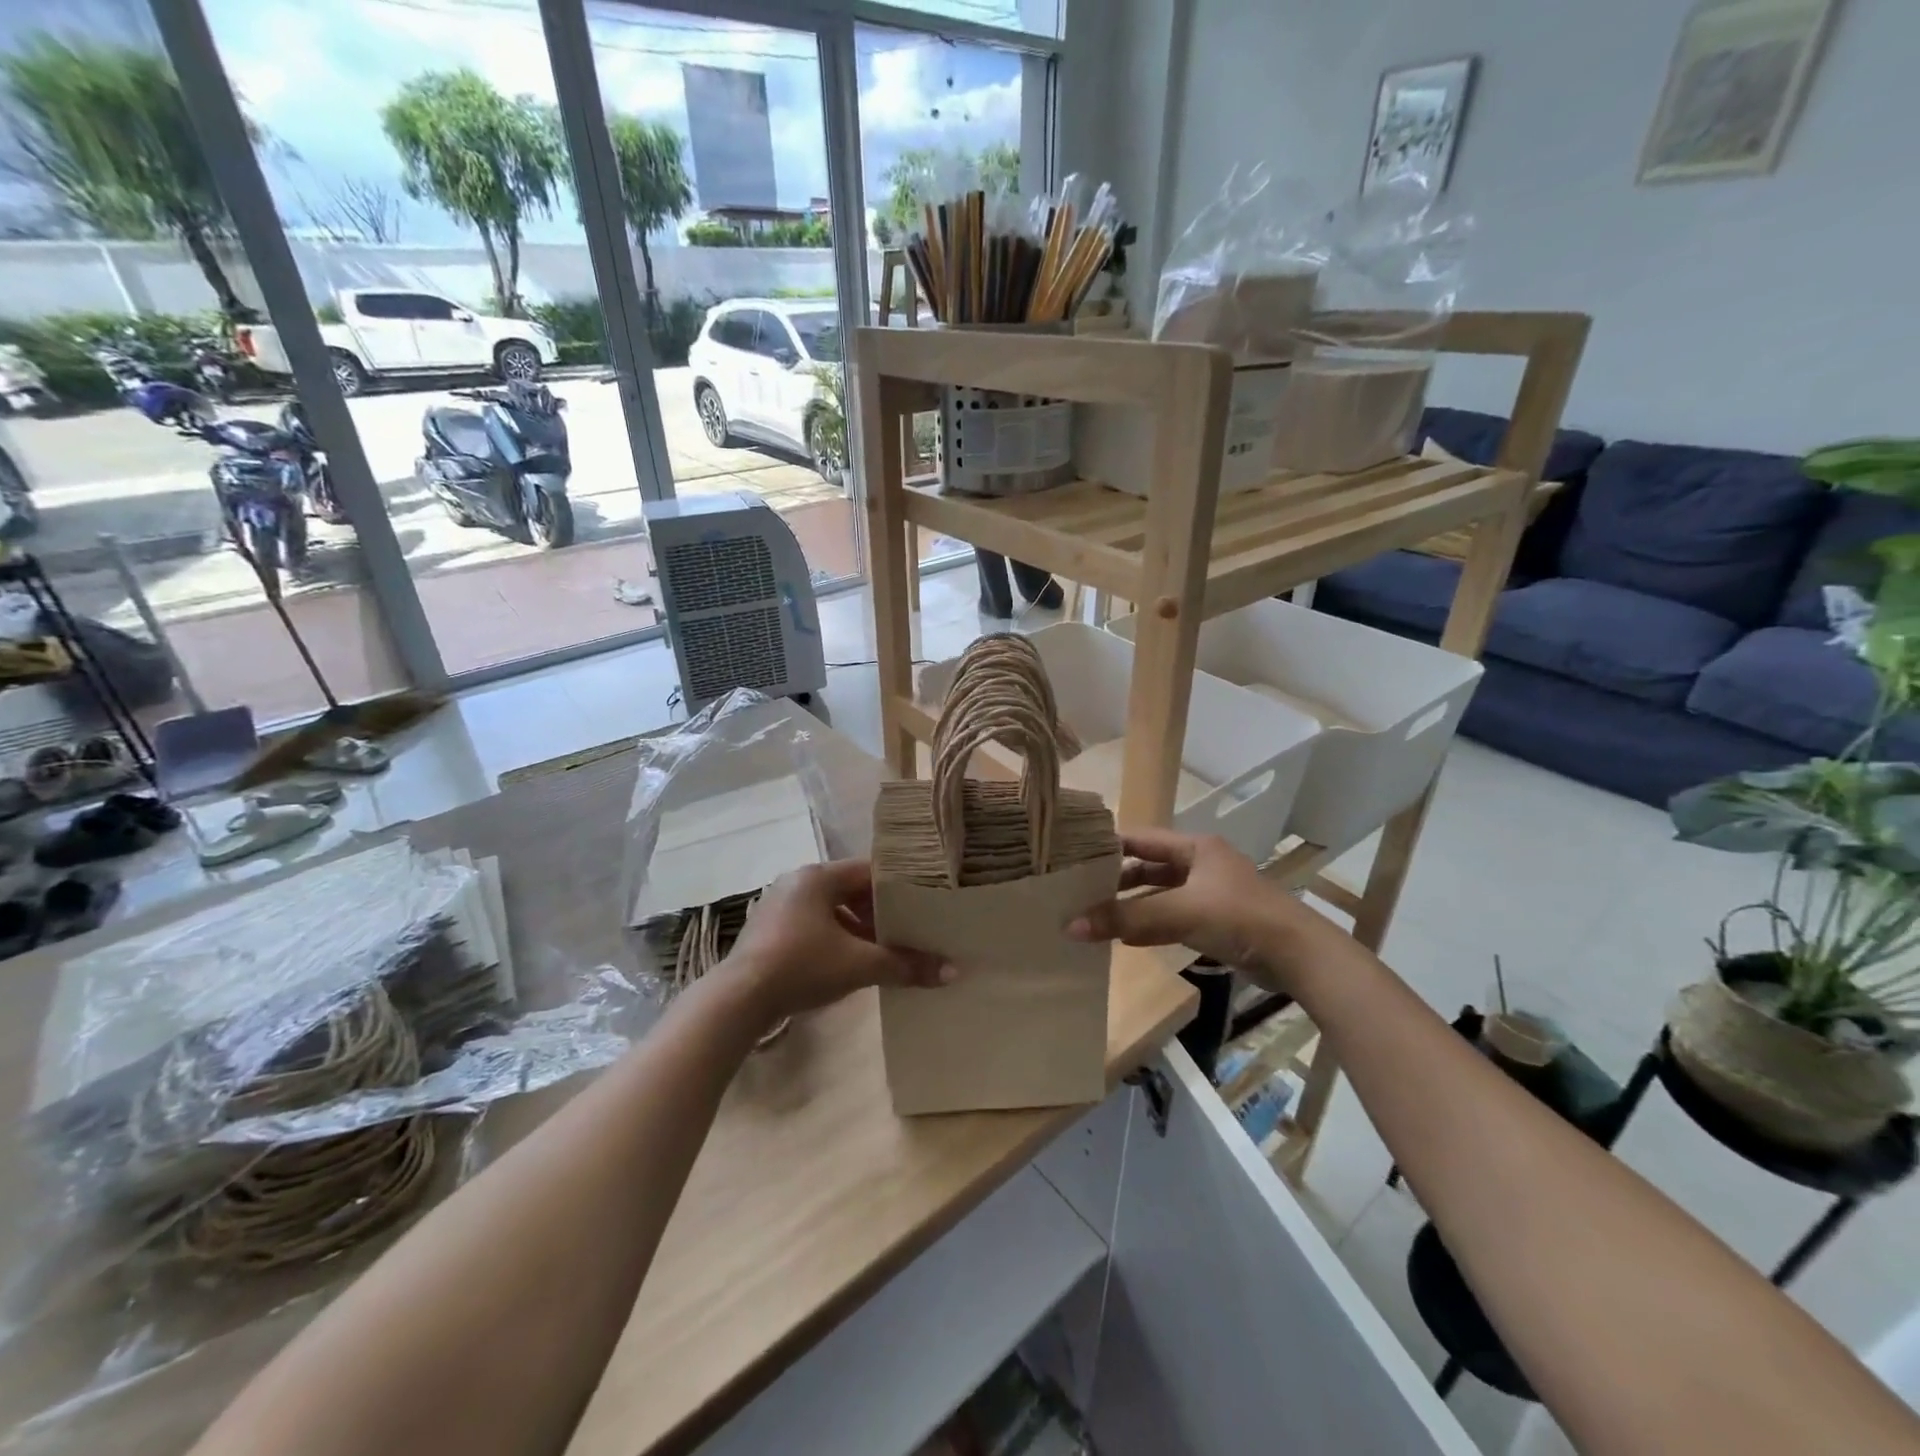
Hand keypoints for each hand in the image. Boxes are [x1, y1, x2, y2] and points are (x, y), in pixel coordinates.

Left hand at [725, 860, 949, 1021]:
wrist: (739, 999)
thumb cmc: (802, 966)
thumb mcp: (859, 965)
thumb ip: (905, 965)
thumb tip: (951, 972)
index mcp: (818, 876)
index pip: (869, 870)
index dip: (898, 886)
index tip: (921, 903)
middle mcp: (796, 881)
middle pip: (849, 889)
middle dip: (877, 911)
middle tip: (905, 930)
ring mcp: (778, 905)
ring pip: (830, 909)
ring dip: (856, 927)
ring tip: (881, 950)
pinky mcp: (767, 930)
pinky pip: (811, 925)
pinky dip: (833, 938)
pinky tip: (847, 963)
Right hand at [1068, 829, 1342, 989]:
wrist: (1300, 957)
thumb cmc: (1239, 918)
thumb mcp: (1180, 913)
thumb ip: (1126, 919)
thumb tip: (1070, 926)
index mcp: (1195, 847)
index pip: (1140, 838)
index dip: (1107, 846)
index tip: (1072, 858)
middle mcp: (1201, 864)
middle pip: (1148, 866)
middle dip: (1116, 879)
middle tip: (1078, 891)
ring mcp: (1209, 893)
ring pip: (1159, 894)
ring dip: (1131, 905)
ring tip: (1095, 915)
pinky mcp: (1216, 921)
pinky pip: (1173, 917)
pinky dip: (1150, 924)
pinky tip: (1126, 938)